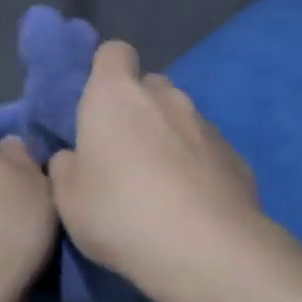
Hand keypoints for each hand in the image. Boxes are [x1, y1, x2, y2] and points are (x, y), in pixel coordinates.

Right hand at [48, 41, 262, 289]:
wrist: (205, 248)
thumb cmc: (120, 214)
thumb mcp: (68, 200)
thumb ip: (65, 168)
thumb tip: (72, 157)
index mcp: (115, 96)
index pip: (113, 52)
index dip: (104, 71)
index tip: (96, 104)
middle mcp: (165, 97)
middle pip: (149, 86)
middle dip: (137, 109)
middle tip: (123, 152)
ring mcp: (206, 124)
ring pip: (181, 119)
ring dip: (169, 139)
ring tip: (161, 186)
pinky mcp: (236, 155)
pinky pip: (207, 150)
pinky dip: (197, 166)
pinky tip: (192, 204)